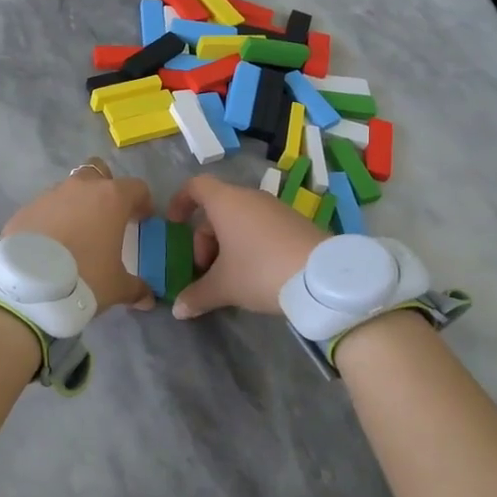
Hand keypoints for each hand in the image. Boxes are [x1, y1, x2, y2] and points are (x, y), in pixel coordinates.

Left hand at [3, 158, 155, 311]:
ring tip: (74, 234)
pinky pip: (44, 209)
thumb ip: (136, 288)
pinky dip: (50, 220)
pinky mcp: (25, 209)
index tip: (142, 219)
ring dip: (75, 205)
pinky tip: (49, 244)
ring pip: (68, 190)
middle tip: (106, 215)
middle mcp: (80, 188)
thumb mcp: (117, 287)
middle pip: (97, 172)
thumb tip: (148, 298)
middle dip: (104, 188)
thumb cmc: (85, 277)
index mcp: (111, 198)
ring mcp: (49, 195)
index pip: (136, 187)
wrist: (29, 285)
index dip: (142, 202)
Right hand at [166, 174, 329, 318]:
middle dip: (205, 238)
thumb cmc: (260, 271)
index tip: (174, 226)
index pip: (195, 186)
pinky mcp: (296, 222)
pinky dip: (251, 244)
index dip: (180, 202)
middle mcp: (251, 197)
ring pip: (241, 219)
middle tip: (205, 269)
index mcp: (226, 202)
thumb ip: (197, 295)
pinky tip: (257, 274)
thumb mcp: (224, 287)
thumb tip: (178, 310)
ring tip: (230, 276)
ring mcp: (276, 208)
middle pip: (217, 208)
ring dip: (228, 243)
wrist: (322, 278)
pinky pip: (262, 226)